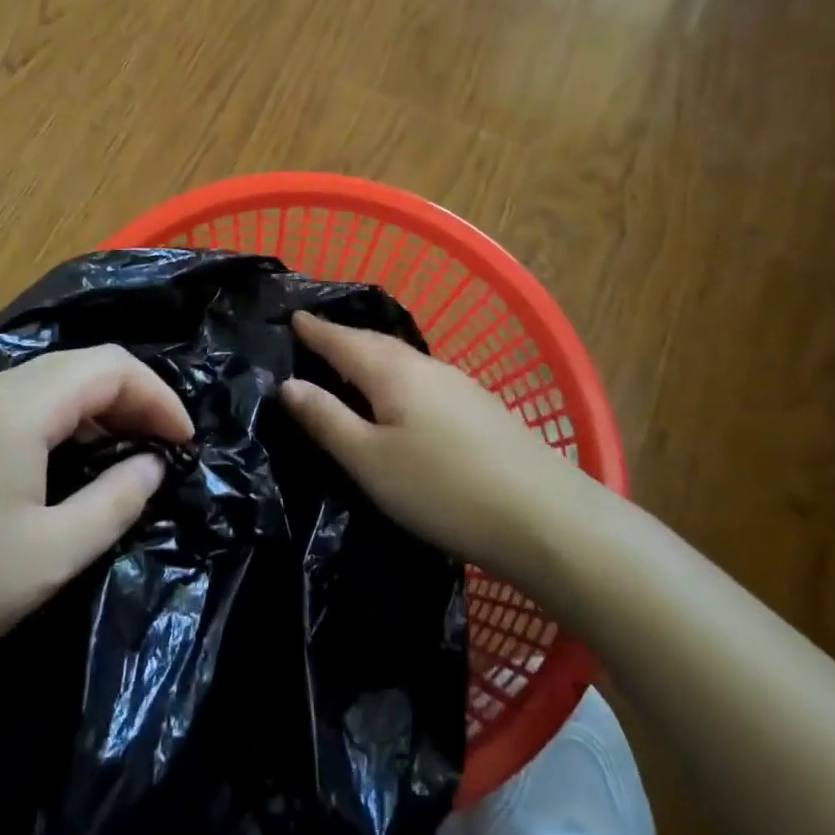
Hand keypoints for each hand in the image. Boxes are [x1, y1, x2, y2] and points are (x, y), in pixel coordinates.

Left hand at [0, 345, 190, 722]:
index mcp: (17, 404)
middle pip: (78, 367)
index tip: (186, 443)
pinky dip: (58, 425)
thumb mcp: (49, 555)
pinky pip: (15, 409)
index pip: (110, 366)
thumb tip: (153, 466)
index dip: (158, 397)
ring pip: (46, 385)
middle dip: (131, 400)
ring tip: (124, 457)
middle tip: (163, 450)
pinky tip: (63, 468)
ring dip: (94, 411)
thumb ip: (115, 501)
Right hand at [280, 311, 591, 584]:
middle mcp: (427, 367)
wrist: (546, 518)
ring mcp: (460, 386)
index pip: (343, 340)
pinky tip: (401, 396)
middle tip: (315, 337)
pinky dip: (397, 376)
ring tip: (351, 365)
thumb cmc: (443, 489)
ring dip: (372, 356)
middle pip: (375, 344)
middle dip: (343, 338)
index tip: (293, 316)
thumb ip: (326, 420)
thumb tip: (288, 384)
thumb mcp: (370, 461)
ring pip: (403, 360)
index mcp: (393, 372)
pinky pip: (423, 378)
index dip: (316, 330)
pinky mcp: (481, 409)